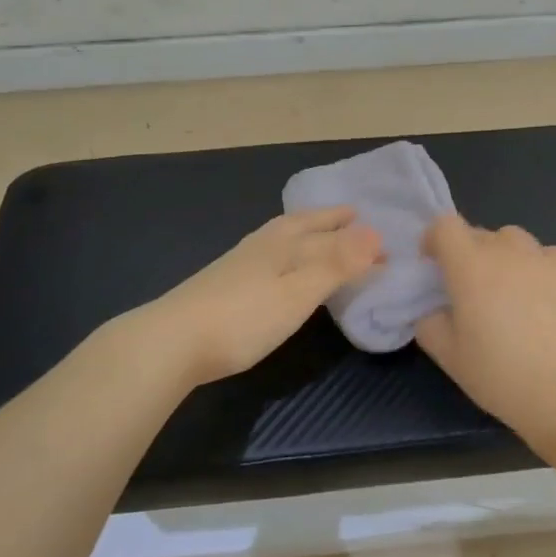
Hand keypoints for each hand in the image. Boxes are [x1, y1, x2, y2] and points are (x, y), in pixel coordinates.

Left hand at [134, 207, 384, 386]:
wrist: (171, 342)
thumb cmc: (244, 318)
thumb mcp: (298, 292)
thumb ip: (336, 264)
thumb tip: (376, 233)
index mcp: (284, 243)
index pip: (330, 233)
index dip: (358, 236)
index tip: (383, 236)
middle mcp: (263, 245)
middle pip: (303, 226)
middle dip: (329, 221)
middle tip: (352, 215)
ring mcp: (240, 263)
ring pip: (283, 237)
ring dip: (307, 233)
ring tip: (320, 233)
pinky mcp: (225, 283)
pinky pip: (270, 255)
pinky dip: (287, 251)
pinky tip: (279, 266)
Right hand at [414, 214, 555, 436]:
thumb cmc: (499, 375)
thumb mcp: (448, 356)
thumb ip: (429, 323)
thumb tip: (435, 310)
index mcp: (470, 266)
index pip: (445, 226)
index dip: (434, 239)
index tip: (434, 264)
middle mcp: (506, 251)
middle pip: (479, 233)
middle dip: (468, 253)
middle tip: (470, 289)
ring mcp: (544, 259)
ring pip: (515, 240)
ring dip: (503, 255)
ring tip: (508, 289)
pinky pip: (548, 255)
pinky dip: (538, 266)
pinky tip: (542, 296)